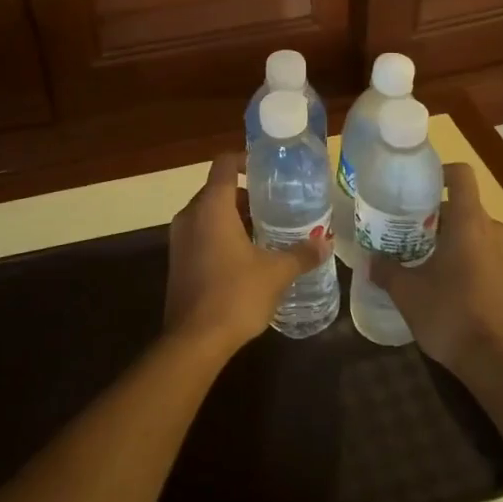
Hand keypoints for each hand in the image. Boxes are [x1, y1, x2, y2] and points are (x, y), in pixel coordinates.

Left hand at [164, 153, 330, 358]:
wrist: (193, 341)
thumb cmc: (235, 296)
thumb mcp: (276, 273)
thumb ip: (301, 254)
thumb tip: (324, 242)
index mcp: (211, 207)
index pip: (224, 165)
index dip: (245, 159)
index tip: (267, 168)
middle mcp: (190, 216)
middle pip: (217, 190)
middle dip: (246, 194)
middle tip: (276, 204)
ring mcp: (179, 240)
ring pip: (208, 214)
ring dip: (234, 217)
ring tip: (266, 230)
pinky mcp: (177, 262)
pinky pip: (201, 235)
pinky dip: (221, 236)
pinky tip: (246, 257)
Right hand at [372, 164, 502, 380]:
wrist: (498, 362)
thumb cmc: (450, 315)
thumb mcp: (407, 293)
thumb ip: (386, 270)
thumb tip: (371, 260)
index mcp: (470, 223)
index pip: (461, 175)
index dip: (439, 172)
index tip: (417, 187)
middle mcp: (495, 230)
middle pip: (464, 208)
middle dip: (437, 217)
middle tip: (409, 234)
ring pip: (477, 233)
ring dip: (454, 240)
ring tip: (427, 262)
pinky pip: (489, 254)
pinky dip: (469, 259)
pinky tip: (449, 285)